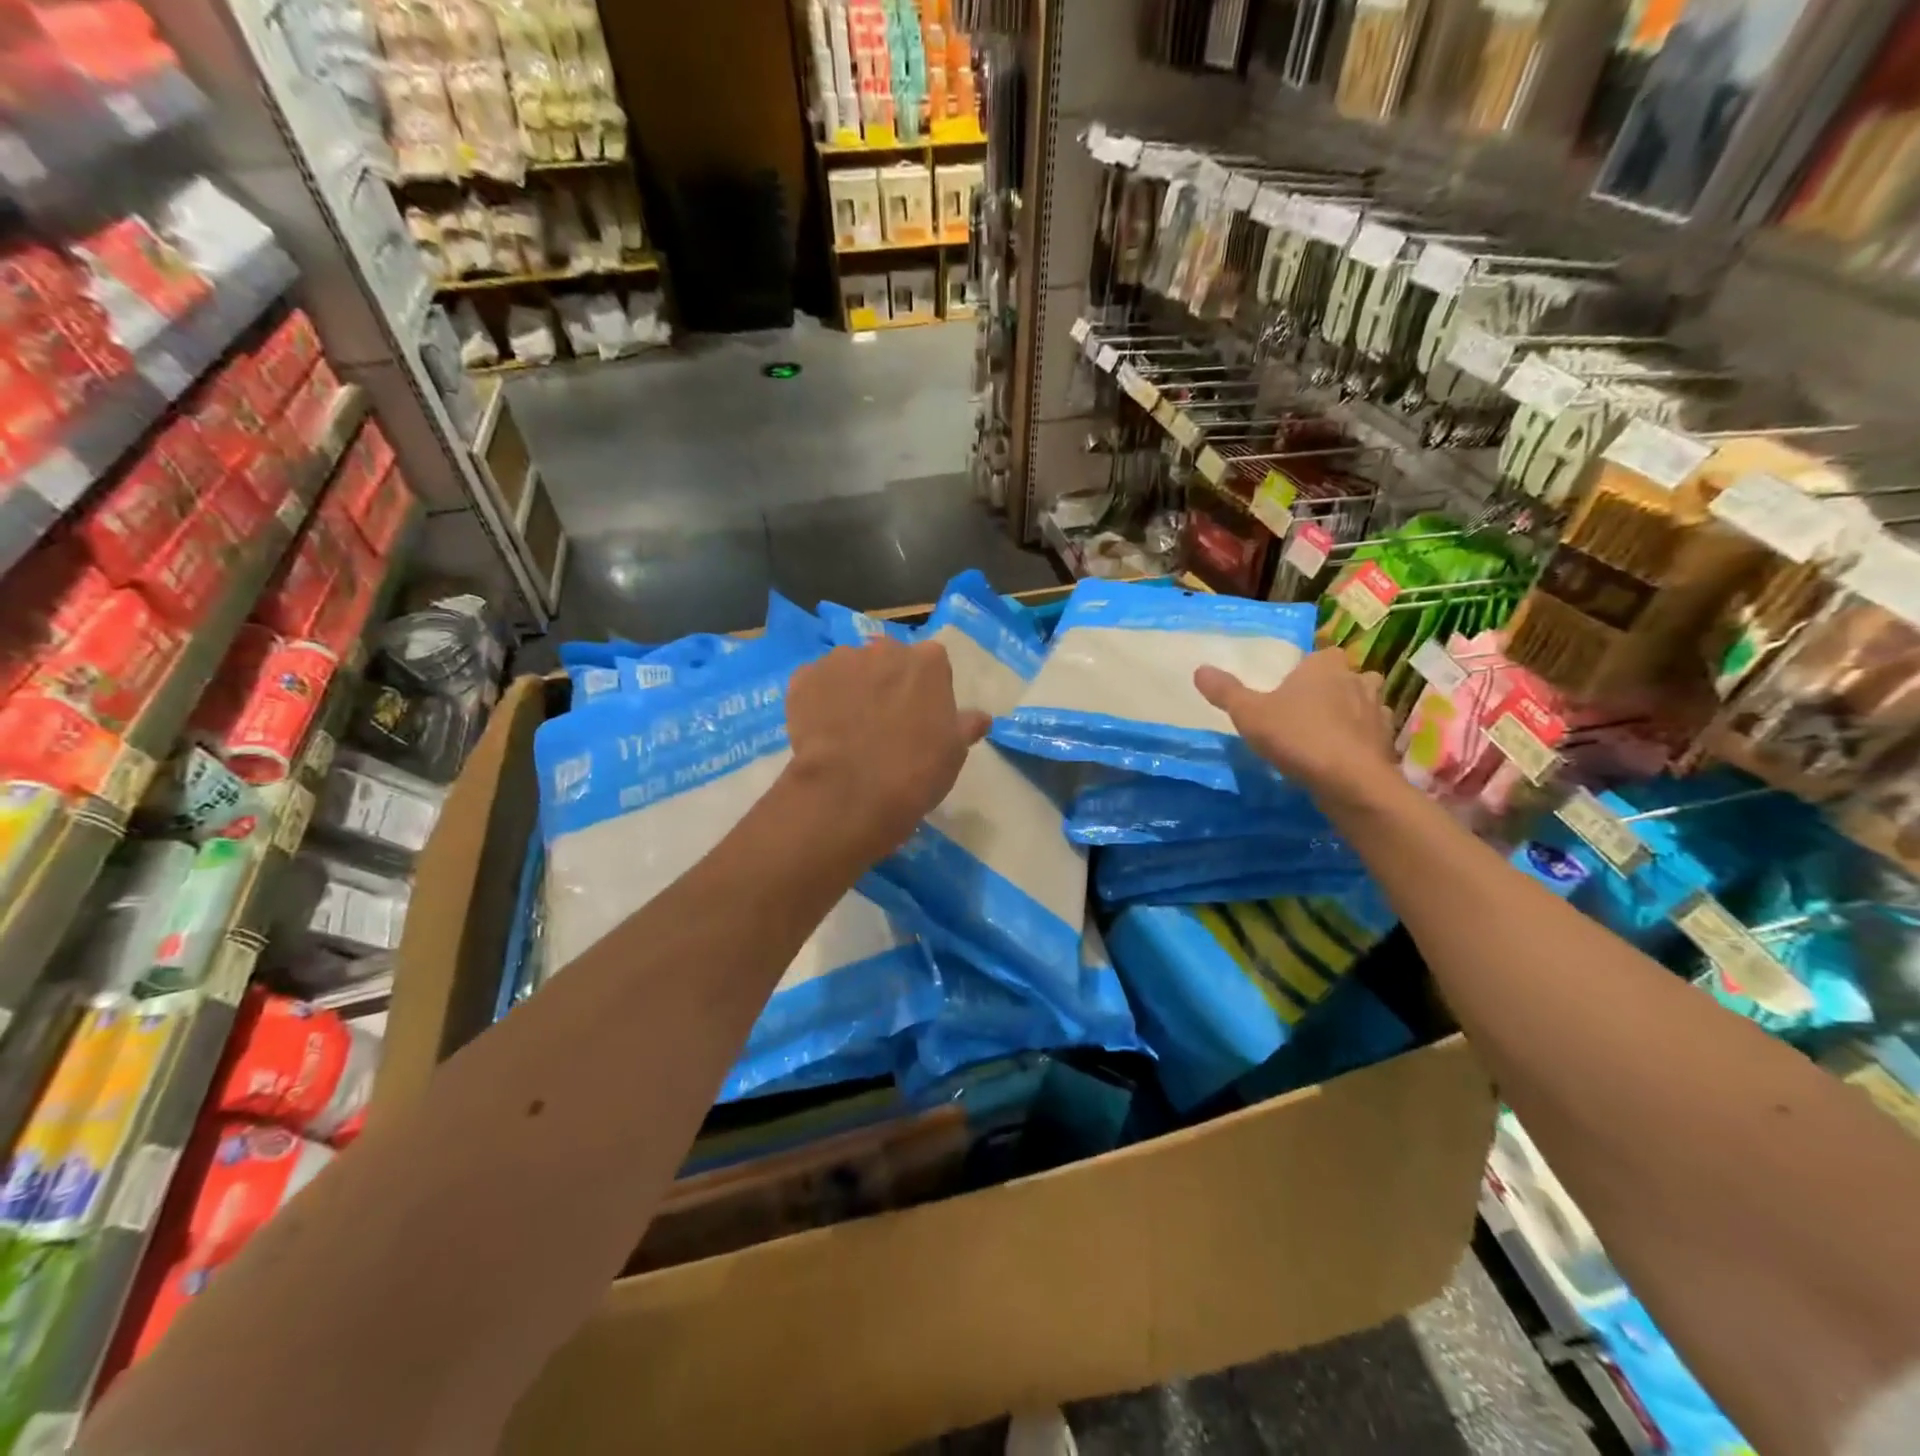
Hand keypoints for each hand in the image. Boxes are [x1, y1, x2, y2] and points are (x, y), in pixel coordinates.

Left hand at [785, 639, 989, 857]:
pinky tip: (821, 731)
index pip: (931, 663)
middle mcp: (884, 649)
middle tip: (883, 721)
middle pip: (887, 659)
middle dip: (885, 681)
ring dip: (850, 688)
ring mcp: (840, 660)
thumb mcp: (954, 751)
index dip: (924, 689)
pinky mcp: (803, 678)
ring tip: (847, 728)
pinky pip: (814, 684)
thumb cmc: (916, 771)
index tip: (920, 716)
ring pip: (848, 669)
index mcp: (928, 661)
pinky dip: (817, 700)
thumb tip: (980, 718)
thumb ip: (965, 725)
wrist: (851, 792)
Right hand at [1195, 649, 1399, 807]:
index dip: (1306, 670)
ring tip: (1326, 734)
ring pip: (1364, 704)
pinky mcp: (1387, 742)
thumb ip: (1225, 691)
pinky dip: (1360, 741)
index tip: (1290, 688)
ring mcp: (1378, 711)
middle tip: (1306, 710)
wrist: (1350, 781)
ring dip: (1350, 714)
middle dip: (1331, 689)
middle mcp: (1357, 679)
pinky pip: (1372, 734)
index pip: (1319, 655)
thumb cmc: (1297, 737)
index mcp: (1324, 665)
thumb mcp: (1248, 714)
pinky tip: (1342, 757)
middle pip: (1344, 677)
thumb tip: (1199, 669)